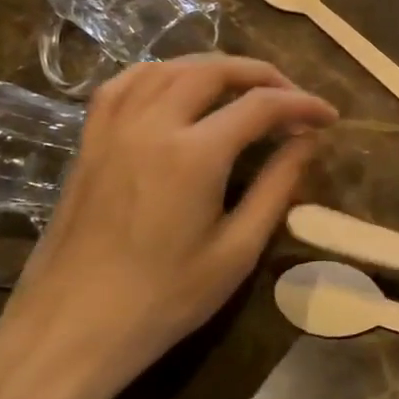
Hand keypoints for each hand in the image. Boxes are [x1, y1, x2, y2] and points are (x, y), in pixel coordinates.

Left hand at [0, 56, 335, 398]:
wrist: (69, 331)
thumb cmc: (163, 300)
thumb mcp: (236, 251)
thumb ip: (277, 187)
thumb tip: (309, 141)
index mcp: (195, 154)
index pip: (262, 105)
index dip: (303, 104)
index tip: (329, 117)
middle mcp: (153, 124)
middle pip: (215, 71)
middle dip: (263, 75)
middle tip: (292, 98)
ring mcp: (114, 129)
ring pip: (170, 68)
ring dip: (215, 68)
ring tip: (244, 88)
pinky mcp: (90, 141)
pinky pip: (125, 84)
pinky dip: (161, 73)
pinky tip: (177, 86)